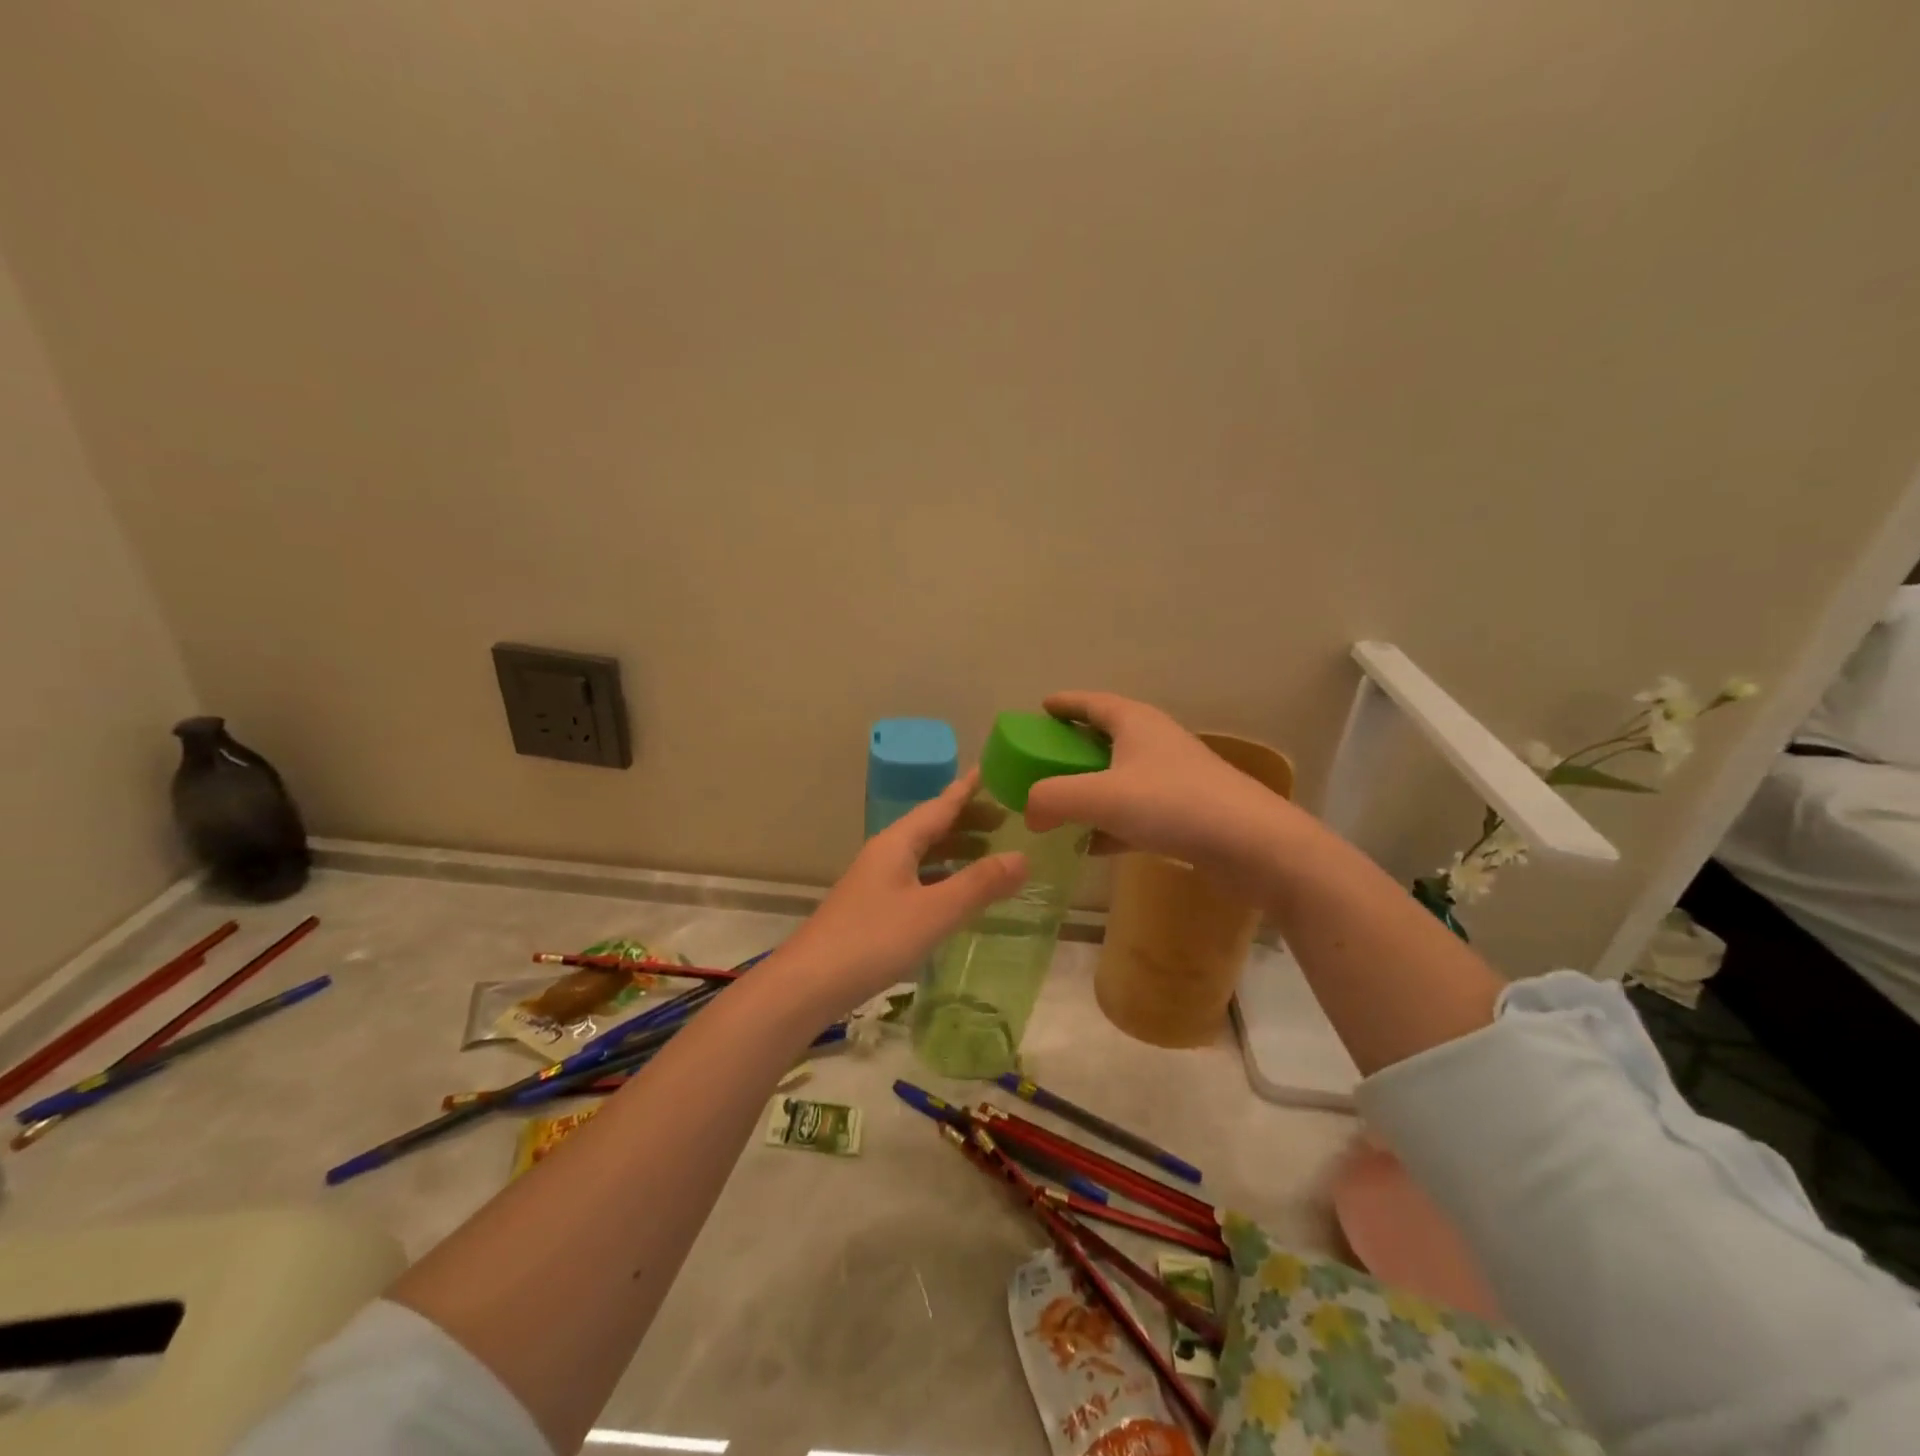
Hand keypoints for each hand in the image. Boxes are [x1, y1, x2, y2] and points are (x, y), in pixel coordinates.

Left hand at [779, 770, 1027, 1013]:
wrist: (808, 984)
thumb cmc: (873, 940)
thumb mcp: (935, 912)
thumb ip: (979, 884)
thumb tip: (1023, 857)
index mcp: (898, 843)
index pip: (941, 805)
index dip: (969, 789)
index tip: (994, 772)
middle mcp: (886, 854)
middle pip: (931, 827)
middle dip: (967, 821)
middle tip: (1006, 822)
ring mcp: (876, 881)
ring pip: (923, 854)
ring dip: (955, 850)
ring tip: (989, 855)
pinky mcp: (872, 908)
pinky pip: (916, 879)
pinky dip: (942, 878)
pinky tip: (955, 896)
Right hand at [1024, 691, 1296, 890]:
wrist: (1253, 845)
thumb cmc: (1173, 804)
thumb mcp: (1101, 797)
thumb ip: (1053, 799)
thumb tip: (1028, 812)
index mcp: (1135, 722)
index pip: (1091, 702)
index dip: (1064, 703)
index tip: (1039, 709)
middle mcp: (1154, 742)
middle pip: (1104, 738)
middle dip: (1071, 748)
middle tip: (1041, 762)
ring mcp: (1172, 778)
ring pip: (1119, 777)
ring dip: (1089, 789)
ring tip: (1058, 806)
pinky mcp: (1184, 813)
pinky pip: (1135, 812)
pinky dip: (1110, 823)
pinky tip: (1091, 846)